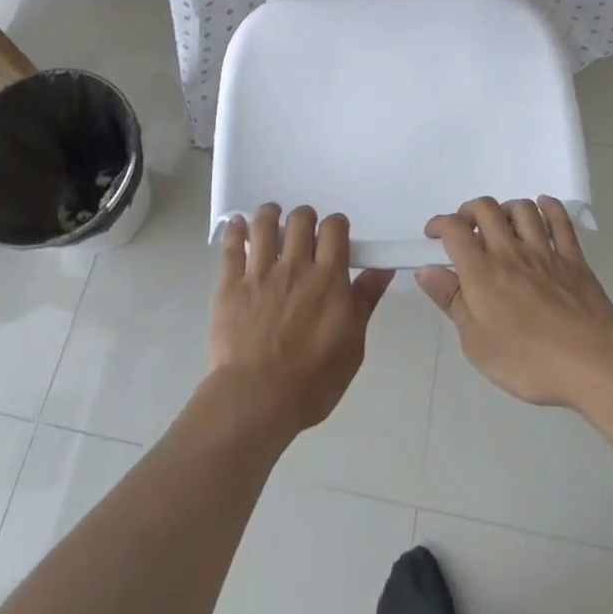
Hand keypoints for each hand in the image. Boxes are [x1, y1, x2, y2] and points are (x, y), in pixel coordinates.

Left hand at [209, 204, 393, 435]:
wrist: (257, 399)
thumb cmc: (313, 380)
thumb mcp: (352, 344)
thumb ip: (365, 301)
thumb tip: (382, 268)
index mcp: (328, 278)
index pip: (334, 229)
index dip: (336, 224)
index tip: (335, 233)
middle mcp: (295, 266)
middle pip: (300, 220)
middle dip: (305, 217)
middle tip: (304, 228)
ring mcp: (259, 273)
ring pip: (264, 225)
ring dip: (270, 214)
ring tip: (272, 215)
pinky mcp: (230, 286)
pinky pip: (231, 248)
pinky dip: (235, 231)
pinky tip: (238, 224)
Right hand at [416, 196, 612, 409]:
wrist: (591, 364)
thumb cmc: (527, 361)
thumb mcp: (476, 343)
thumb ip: (451, 301)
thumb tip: (427, 270)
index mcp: (482, 271)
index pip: (454, 229)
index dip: (439, 224)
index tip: (433, 235)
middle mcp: (510, 251)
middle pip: (486, 209)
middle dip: (469, 211)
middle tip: (466, 229)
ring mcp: (545, 251)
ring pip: (522, 208)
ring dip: (506, 208)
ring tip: (502, 224)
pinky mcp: (574, 259)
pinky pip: (560, 220)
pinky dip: (549, 207)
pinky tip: (542, 207)